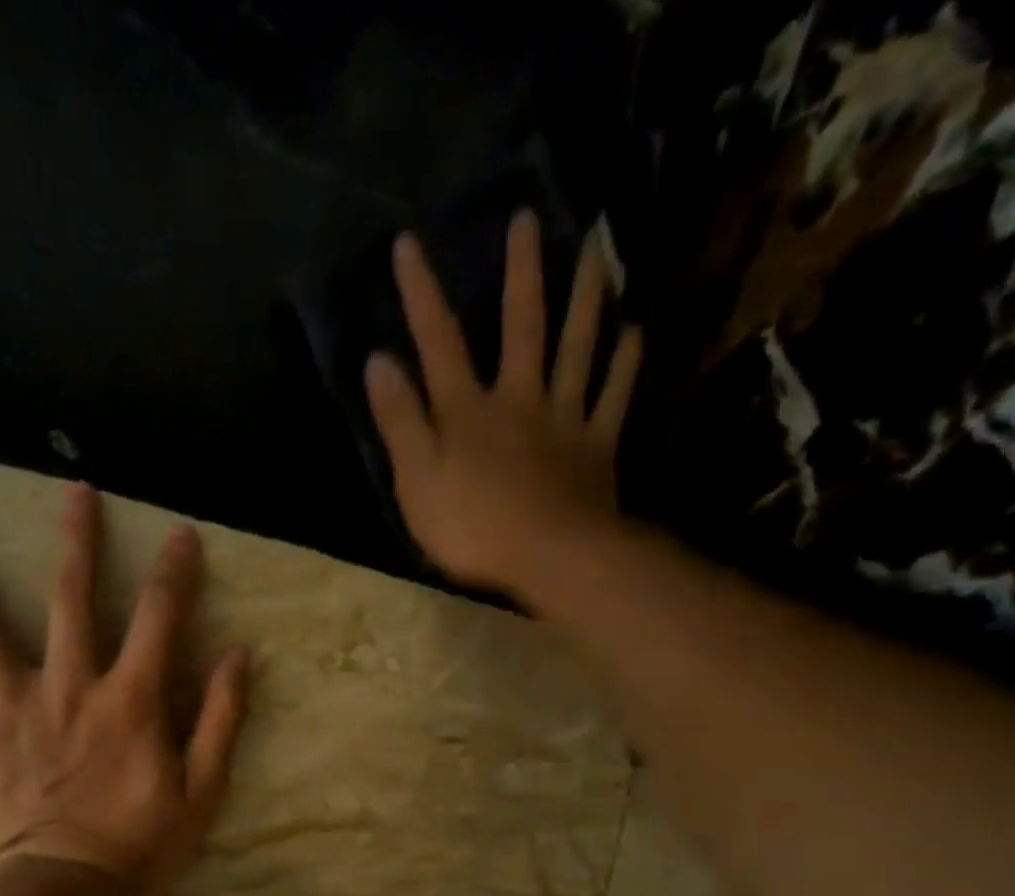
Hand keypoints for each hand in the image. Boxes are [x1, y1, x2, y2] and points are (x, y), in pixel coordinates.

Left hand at [0, 485, 249, 887]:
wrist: (63, 890)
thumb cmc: (140, 843)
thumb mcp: (203, 789)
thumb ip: (220, 719)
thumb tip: (237, 656)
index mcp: (129, 698)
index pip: (158, 616)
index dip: (174, 570)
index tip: (181, 534)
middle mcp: (69, 685)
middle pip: (69, 597)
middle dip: (77, 540)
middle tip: (74, 491)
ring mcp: (14, 706)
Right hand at [363, 210, 642, 600]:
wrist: (550, 559)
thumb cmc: (473, 527)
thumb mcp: (416, 480)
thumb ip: (399, 421)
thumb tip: (379, 360)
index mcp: (468, 409)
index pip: (439, 341)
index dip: (421, 293)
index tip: (409, 242)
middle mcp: (519, 398)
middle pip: (521, 326)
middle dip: (520, 272)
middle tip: (527, 218)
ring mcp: (564, 420)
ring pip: (578, 348)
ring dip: (586, 297)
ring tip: (597, 251)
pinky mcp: (597, 447)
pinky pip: (614, 397)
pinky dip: (626, 364)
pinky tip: (635, 332)